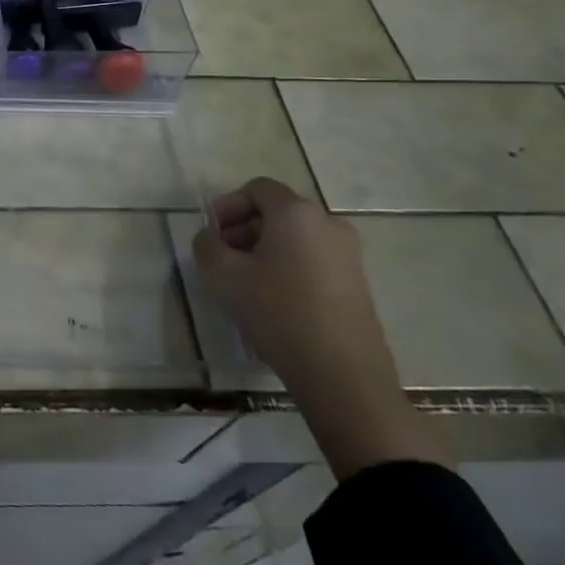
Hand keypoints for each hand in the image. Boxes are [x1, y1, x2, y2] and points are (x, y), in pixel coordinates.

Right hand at [194, 177, 447, 477]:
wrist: (343, 376)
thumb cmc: (278, 312)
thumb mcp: (222, 275)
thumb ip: (206, 245)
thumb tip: (211, 238)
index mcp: (296, 212)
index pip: (257, 189)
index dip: (227, 205)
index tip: (211, 233)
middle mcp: (328, 223)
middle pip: (277, 212)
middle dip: (244, 229)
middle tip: (222, 258)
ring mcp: (349, 255)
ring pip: (296, 238)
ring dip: (265, 250)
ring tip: (245, 283)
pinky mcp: (358, 284)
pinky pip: (313, 260)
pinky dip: (288, 268)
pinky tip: (273, 301)